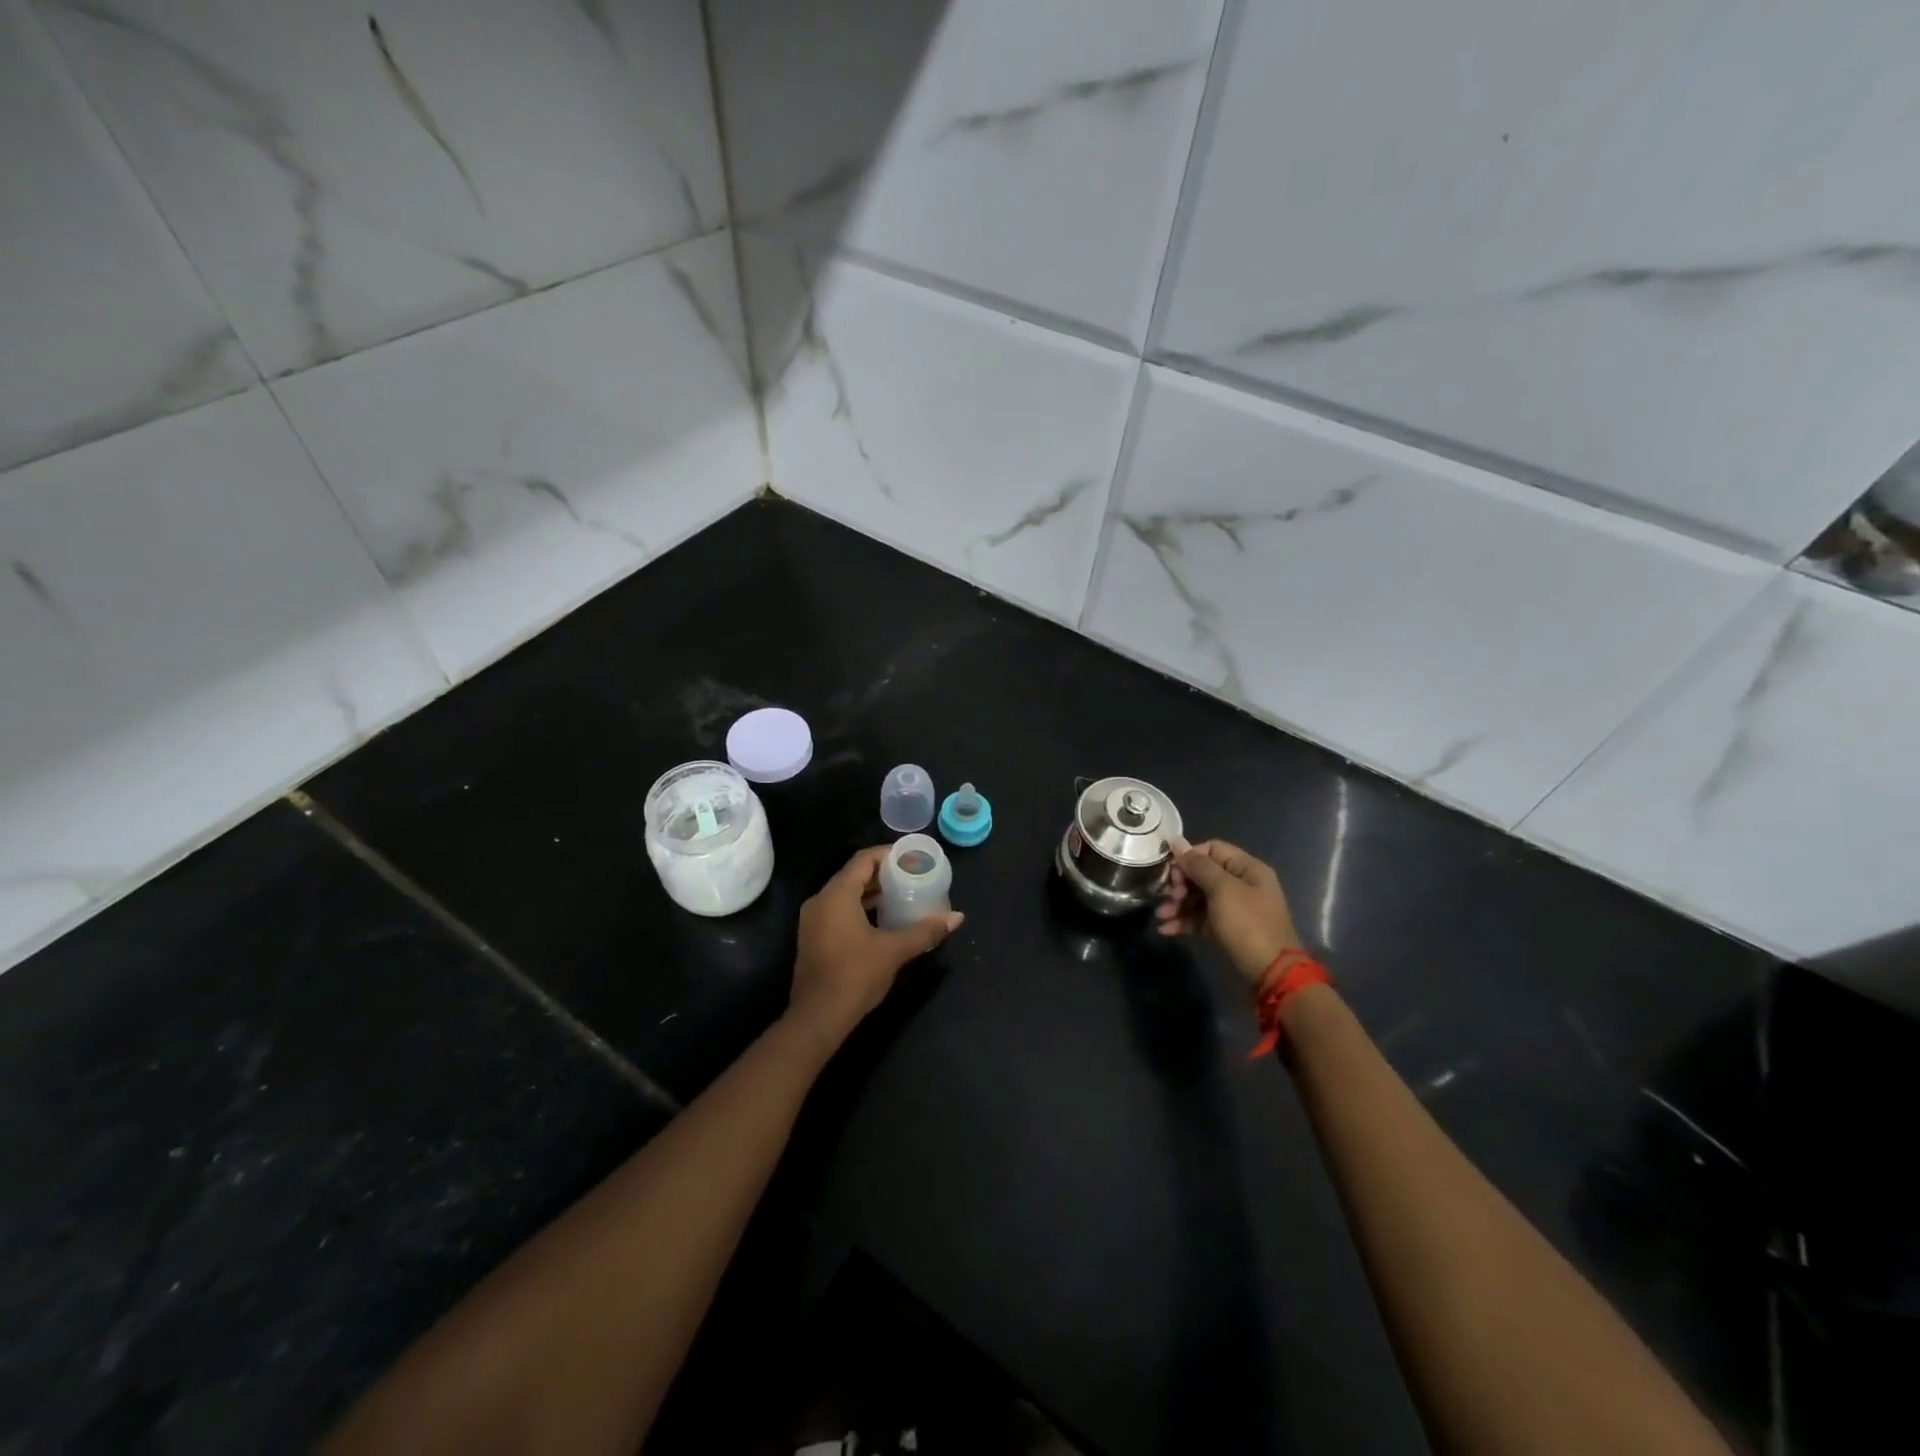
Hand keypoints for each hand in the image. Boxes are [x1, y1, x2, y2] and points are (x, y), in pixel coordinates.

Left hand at [787, 846, 963, 1051]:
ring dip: (872, 893)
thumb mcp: (894, 950)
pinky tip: (883, 920)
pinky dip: (860, 908)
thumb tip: (957, 917)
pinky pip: (839, 911)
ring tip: (903, 895)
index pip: (863, 860)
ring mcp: (813, 920)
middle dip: (883, 874)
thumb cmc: (855, 976)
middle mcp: (820, 901)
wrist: (817, 1018)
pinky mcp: (813, 938)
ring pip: (845, 894)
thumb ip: (925, 931)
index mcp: (836, 895)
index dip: (888, 854)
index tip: (912, 857)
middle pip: (854, 875)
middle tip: (913, 876)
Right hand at [1156, 836, 1303, 984]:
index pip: (1212, 849)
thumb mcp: (1222, 890)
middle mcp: (1242, 884)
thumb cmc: (1247, 924)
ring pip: (1199, 897)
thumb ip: (1198, 865)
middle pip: (1203, 874)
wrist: (1270, 972)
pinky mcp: (1227, 929)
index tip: (1171, 872)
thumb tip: (1176, 840)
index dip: (1189, 857)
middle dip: (1181, 884)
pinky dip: (1185, 921)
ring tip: (1161, 916)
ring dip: (1178, 904)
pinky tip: (1167, 929)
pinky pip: (1201, 918)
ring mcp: (1235, 908)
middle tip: (1168, 896)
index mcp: (1247, 868)